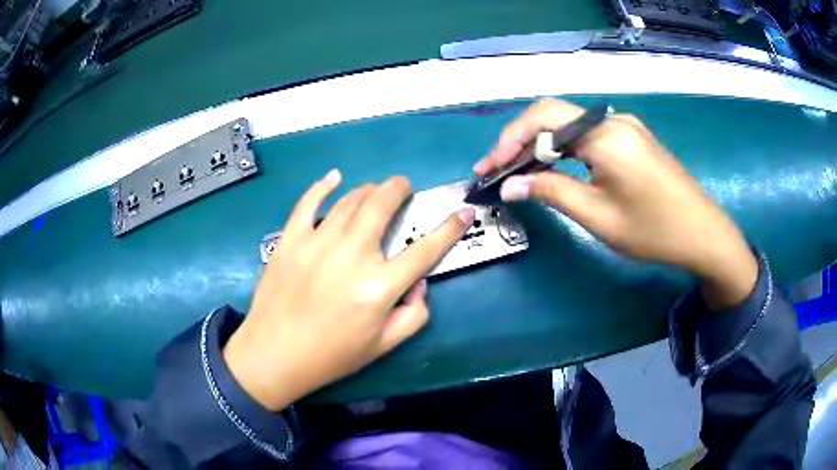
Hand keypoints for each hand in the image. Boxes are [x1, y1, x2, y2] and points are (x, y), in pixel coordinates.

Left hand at [223, 170, 474, 410]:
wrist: (274, 355)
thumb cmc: (331, 356)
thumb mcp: (383, 346)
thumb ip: (414, 315)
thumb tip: (419, 283)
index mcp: (379, 287)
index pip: (425, 249)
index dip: (450, 228)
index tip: (462, 212)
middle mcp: (352, 256)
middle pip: (383, 205)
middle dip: (399, 188)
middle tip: (403, 188)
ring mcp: (318, 243)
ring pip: (350, 200)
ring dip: (368, 190)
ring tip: (374, 192)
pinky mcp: (290, 240)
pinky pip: (308, 202)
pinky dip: (323, 186)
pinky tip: (334, 178)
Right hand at [474, 99, 757, 309]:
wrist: (702, 233)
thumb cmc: (654, 231)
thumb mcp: (598, 216)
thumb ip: (552, 192)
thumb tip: (510, 184)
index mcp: (604, 135)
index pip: (543, 118)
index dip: (510, 139)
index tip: (490, 167)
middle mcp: (612, 120)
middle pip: (553, 117)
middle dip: (520, 141)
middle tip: (498, 170)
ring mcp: (624, 126)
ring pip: (569, 126)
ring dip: (541, 146)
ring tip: (519, 172)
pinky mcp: (631, 138)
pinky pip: (588, 135)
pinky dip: (564, 150)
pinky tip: (554, 168)